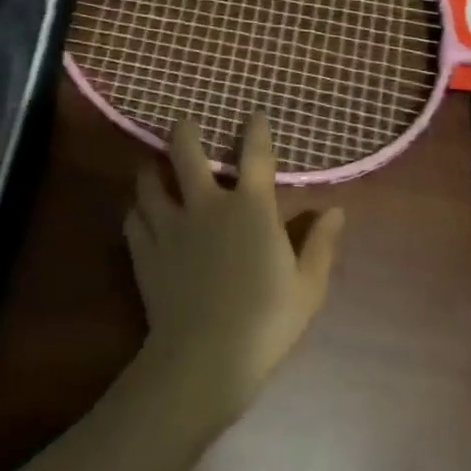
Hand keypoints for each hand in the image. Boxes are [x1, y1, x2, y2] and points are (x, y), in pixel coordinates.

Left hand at [124, 114, 344, 420]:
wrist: (205, 356)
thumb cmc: (267, 320)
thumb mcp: (308, 286)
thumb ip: (321, 244)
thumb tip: (336, 210)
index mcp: (251, 207)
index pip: (255, 154)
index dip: (256, 129)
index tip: (255, 114)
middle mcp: (206, 204)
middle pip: (186, 151)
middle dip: (184, 132)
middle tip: (184, 125)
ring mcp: (170, 226)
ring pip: (149, 181)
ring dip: (152, 169)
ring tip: (154, 166)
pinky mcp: (145, 251)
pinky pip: (133, 218)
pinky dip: (138, 209)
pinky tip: (142, 213)